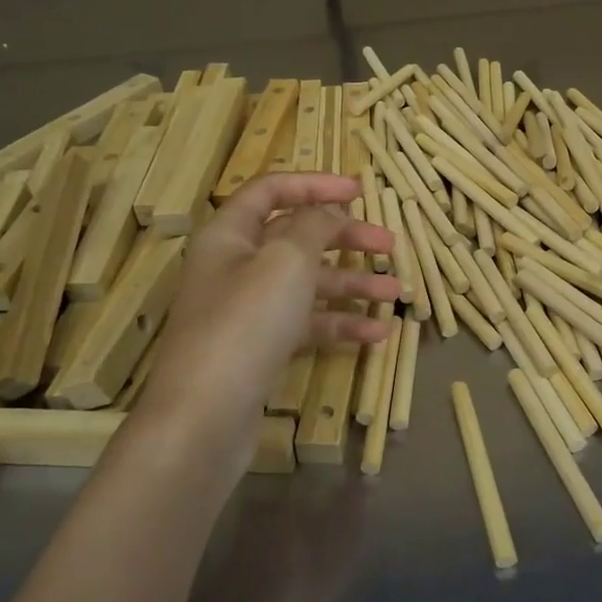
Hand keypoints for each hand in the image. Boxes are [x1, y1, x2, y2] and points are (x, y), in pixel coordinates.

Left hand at [126, 173, 397, 476]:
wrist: (204, 417)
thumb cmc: (246, 323)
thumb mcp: (286, 261)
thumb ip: (314, 226)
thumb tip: (329, 211)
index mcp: (230, 234)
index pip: (272, 190)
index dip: (316, 184)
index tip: (361, 191)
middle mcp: (235, 266)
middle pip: (296, 238)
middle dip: (346, 239)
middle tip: (390, 245)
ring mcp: (247, 310)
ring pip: (307, 284)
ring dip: (352, 285)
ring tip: (397, 294)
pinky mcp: (260, 348)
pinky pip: (305, 324)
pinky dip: (340, 325)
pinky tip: (378, 335)